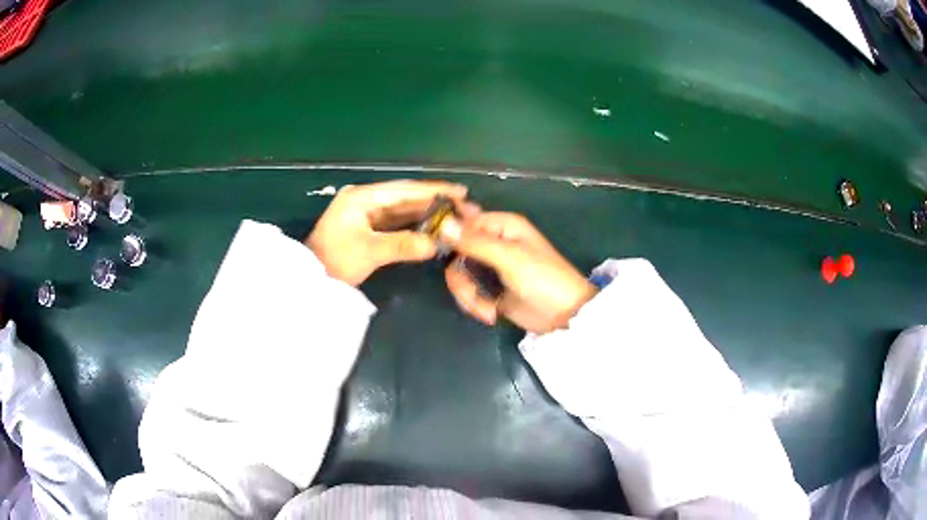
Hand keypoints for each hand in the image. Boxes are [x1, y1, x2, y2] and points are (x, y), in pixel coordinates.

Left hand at [308, 180, 466, 285]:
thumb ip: (403, 244)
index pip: (404, 190)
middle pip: (405, 197)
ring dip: (427, 212)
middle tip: (465, 207)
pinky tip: (433, 226)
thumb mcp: (369, 252)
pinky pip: (396, 222)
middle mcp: (365, 199)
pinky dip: (414, 224)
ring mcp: (365, 213)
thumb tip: (437, 243)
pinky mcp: (366, 227)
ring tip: (455, 216)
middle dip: (435, 201)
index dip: (433, 190)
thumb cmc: (334, 261)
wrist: (310, 279)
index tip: (461, 191)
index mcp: (362, 197)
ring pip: (402, 210)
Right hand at [444, 212, 596, 333]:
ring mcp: (491, 267)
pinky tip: (490, 313)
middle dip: (461, 277)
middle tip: (471, 292)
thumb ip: (475, 242)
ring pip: (460, 275)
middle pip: (456, 252)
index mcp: (502, 226)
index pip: (463, 222)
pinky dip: (475, 304)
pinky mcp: (489, 289)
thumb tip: (442, 224)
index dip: (450, 236)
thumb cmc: (543, 279)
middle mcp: (494, 242)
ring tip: (487, 309)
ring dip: (469, 295)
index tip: (438, 252)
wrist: (563, 316)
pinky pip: (468, 291)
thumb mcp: (509, 258)